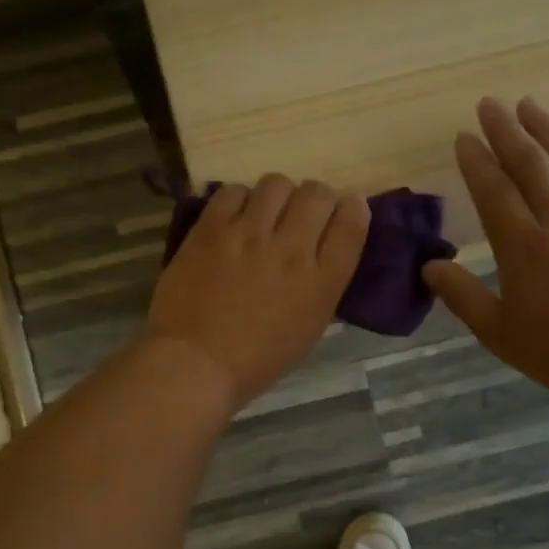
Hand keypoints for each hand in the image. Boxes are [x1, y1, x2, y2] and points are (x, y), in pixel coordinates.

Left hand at [147, 176, 370, 410]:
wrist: (196, 364)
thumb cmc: (255, 361)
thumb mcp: (307, 330)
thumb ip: (321, 286)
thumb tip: (321, 253)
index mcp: (321, 283)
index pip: (351, 223)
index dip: (352, 208)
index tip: (346, 207)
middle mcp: (291, 250)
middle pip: (317, 194)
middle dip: (315, 198)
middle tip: (300, 212)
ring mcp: (249, 236)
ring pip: (276, 184)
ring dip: (276, 196)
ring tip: (264, 213)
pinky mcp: (211, 229)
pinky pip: (233, 191)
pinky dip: (239, 199)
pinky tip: (233, 218)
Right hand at [423, 97, 548, 406]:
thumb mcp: (500, 333)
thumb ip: (463, 296)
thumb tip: (428, 266)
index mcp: (523, 248)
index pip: (493, 193)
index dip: (476, 162)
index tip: (463, 136)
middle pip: (530, 166)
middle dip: (506, 132)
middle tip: (489, 104)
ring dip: (548, 131)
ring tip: (529, 104)